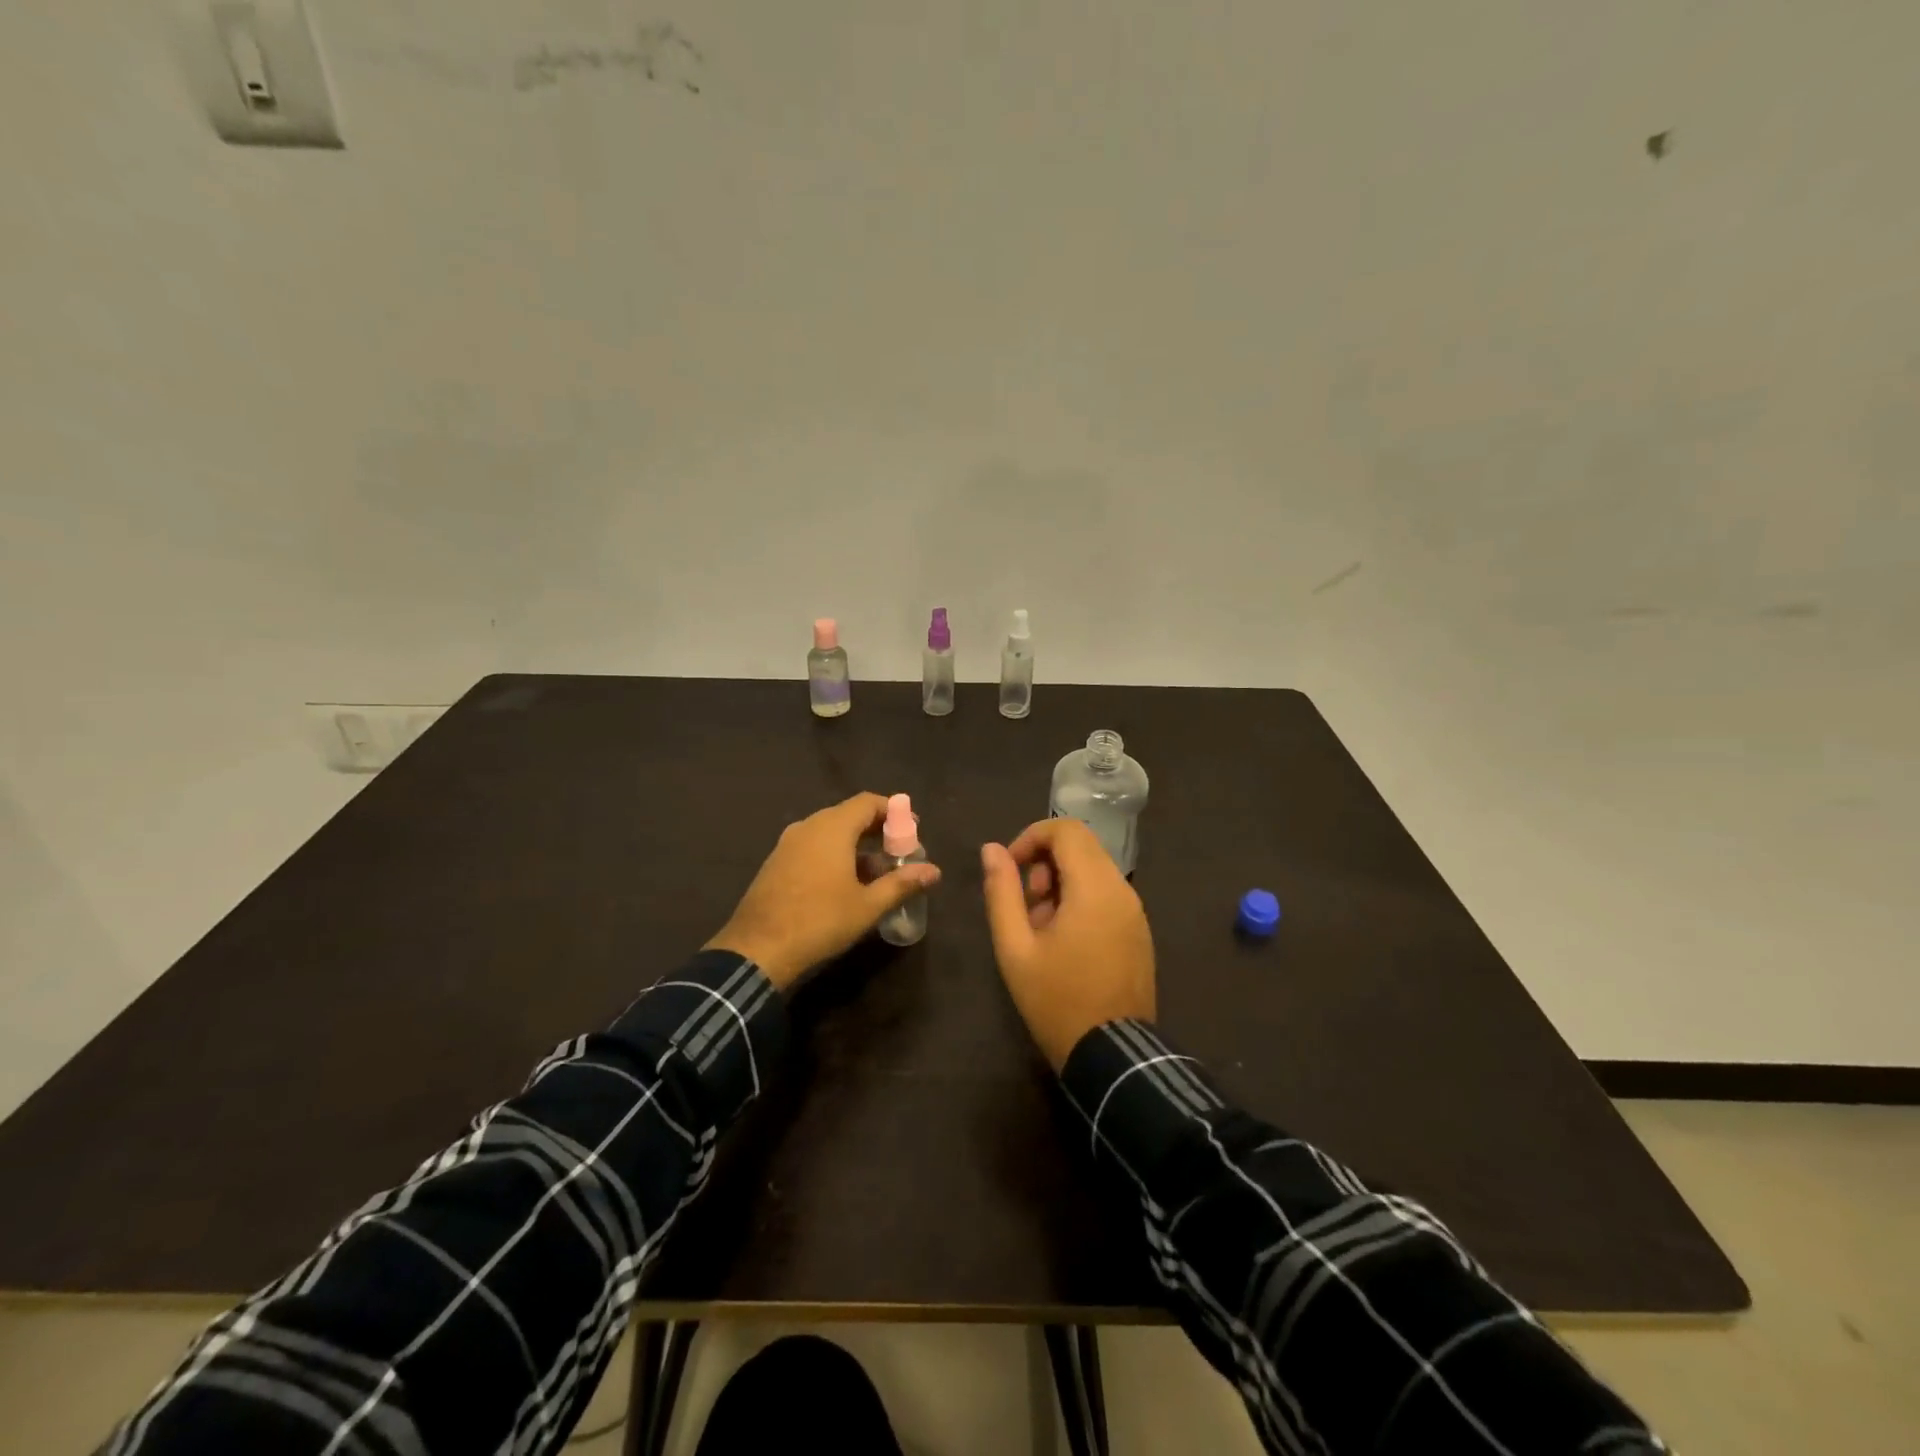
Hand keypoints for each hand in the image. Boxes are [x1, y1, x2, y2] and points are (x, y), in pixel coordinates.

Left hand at [706, 793, 940, 990]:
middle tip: (898, 851)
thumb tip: (934, 871)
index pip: (868, 802)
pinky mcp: (775, 863)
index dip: (893, 811)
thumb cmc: (819, 922)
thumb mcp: (867, 906)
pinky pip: (812, 846)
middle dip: (876, 829)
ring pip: (829, 831)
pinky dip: (833, 854)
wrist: (756, 951)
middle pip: (848, 814)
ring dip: (855, 844)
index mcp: (832, 828)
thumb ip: (902, 884)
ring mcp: (787, 844)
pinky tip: (844, 882)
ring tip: (876, 870)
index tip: (912, 828)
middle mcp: (808, 826)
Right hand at [979, 819, 1156, 1070]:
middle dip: (1045, 862)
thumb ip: (1001, 891)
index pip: (1066, 829)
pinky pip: (1107, 894)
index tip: (1010, 869)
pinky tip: (1065, 941)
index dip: (1031, 837)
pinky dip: (1081, 899)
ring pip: (1094, 869)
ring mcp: (1135, 911)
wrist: (1112, 1056)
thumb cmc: (1056, 1000)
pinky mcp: (1139, 930)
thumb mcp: (1015, 947)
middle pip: (1081, 846)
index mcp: (1094, 887)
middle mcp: (1122, 889)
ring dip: (1062, 882)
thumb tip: (992, 849)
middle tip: (1026, 904)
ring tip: (1041, 927)